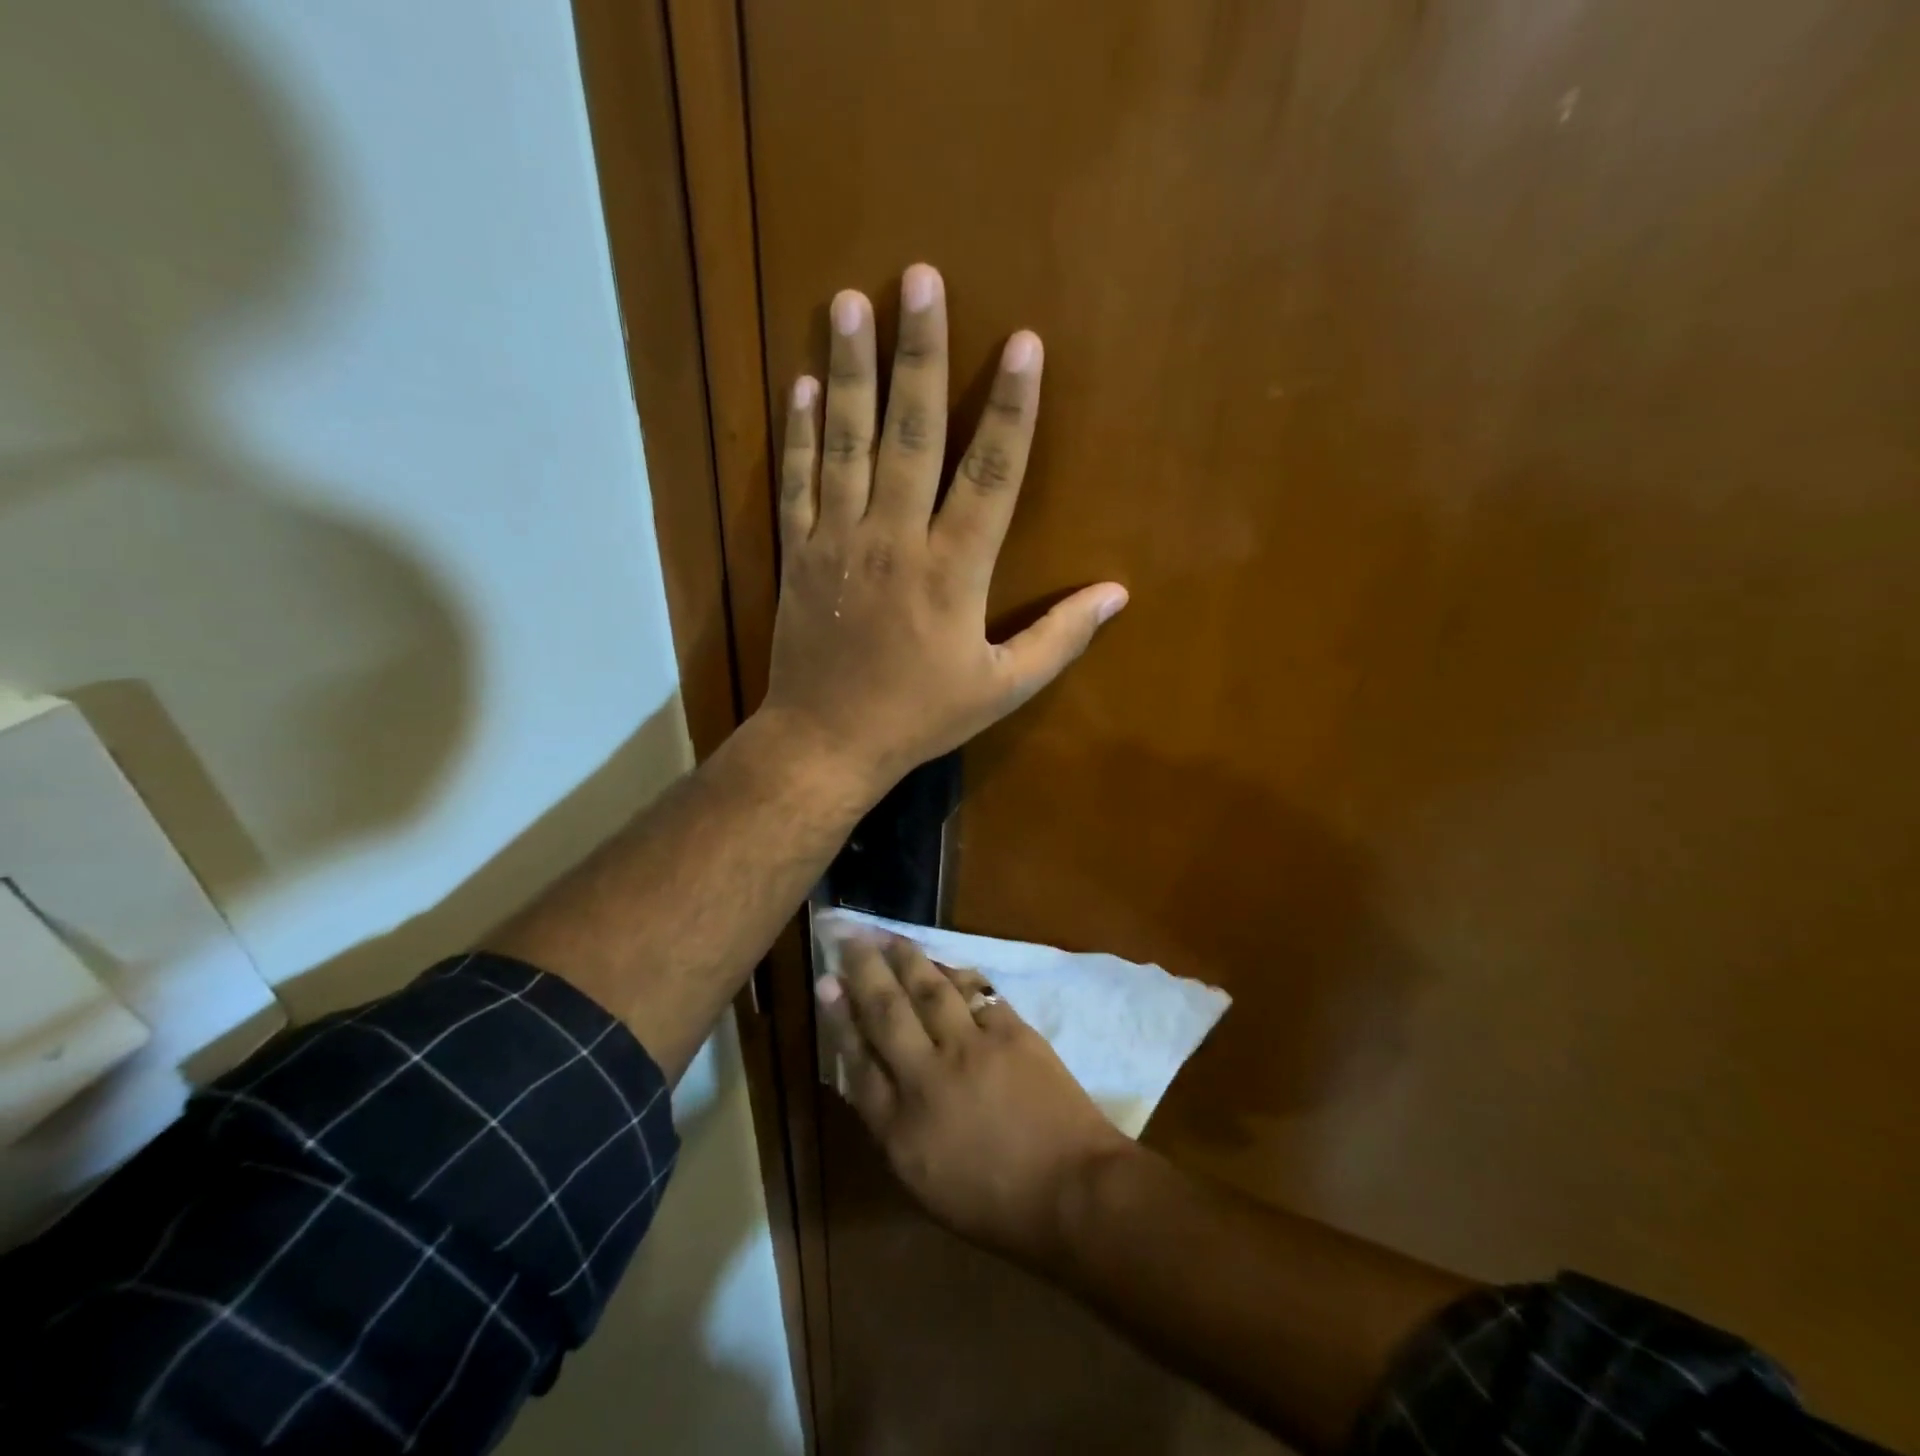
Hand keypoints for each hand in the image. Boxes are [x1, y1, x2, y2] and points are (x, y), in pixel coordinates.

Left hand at [759, 264, 1126, 792]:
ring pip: (846, 443)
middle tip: (920, 279)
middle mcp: (894, 540)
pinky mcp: (797, 553)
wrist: (827, 741)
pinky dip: (799, 432)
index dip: (1012, 409)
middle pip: (912, 434)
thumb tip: (1116, 595)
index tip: (1024, 345)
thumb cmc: (919, 716)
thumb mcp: (1001, 689)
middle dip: (920, 355)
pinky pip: (797, 481)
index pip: (991, 475)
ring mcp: (838, 542)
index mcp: (952, 572)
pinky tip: (802, 384)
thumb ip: (1058, 639)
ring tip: (849, 303)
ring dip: (850, 371)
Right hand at [817, 935, 1132, 1266]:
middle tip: (848, 935)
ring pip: (929, 990)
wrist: (1073, 1194)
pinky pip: (975, 992)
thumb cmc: (996, 1204)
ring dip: (906, 958)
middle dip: (863, 970)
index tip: (826, 984)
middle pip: (887, 1013)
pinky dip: (954, 974)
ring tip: (887, 935)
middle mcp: (928, 1078)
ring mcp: (972, 1049)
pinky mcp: (1011, 1031)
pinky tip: (941, 962)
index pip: (858, 1062)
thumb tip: (869, 1078)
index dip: (840, 1019)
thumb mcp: (925, 1183)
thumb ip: (893, 1127)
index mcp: (901, 1129)